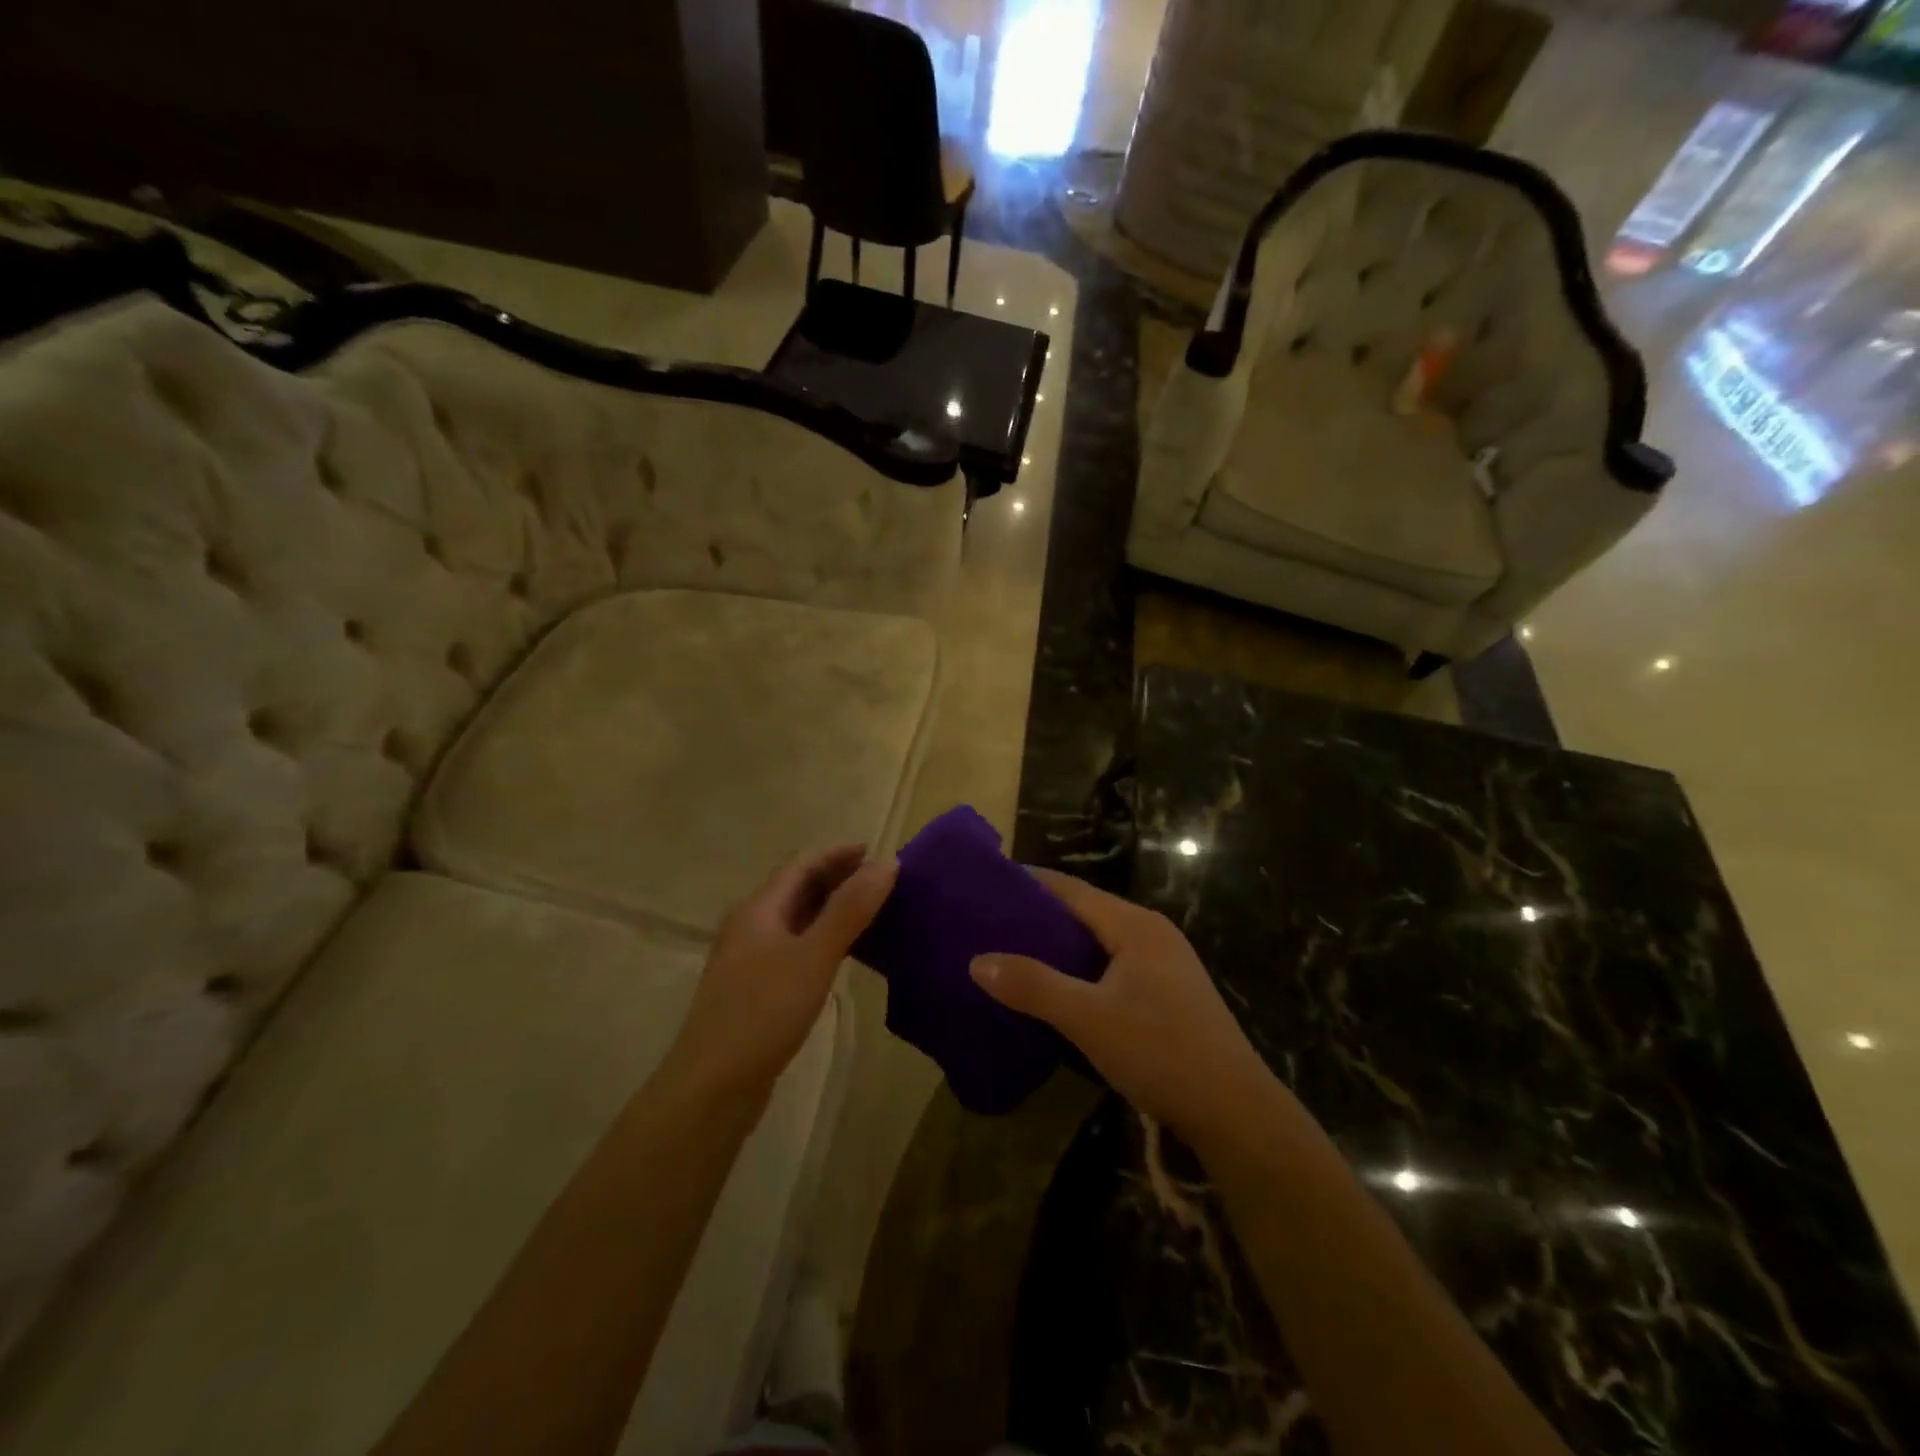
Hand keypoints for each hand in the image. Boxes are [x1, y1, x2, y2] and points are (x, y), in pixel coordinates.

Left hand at [669, 846, 896, 1099]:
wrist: (713, 1086)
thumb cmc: (764, 1012)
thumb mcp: (814, 956)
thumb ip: (850, 909)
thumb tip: (887, 862)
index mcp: (759, 908)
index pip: (802, 864)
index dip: (839, 854)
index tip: (877, 852)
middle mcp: (750, 924)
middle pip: (797, 887)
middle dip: (837, 877)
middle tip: (880, 880)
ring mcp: (749, 957)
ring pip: (796, 918)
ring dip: (831, 907)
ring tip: (870, 910)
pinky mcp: (755, 987)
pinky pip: (794, 945)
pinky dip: (822, 936)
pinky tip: (841, 953)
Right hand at [970, 869, 1270, 1138]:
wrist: (1234, 1111)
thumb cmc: (1160, 1051)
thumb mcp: (1088, 1018)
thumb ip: (1033, 986)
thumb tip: (978, 960)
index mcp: (1134, 925)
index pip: (1072, 889)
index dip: (1031, 883)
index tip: (989, 883)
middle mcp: (1151, 933)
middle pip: (1086, 911)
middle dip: (1041, 914)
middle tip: (992, 921)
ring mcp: (1164, 964)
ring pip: (1100, 941)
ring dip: (1061, 944)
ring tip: (1015, 951)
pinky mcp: (1169, 993)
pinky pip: (1113, 965)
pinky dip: (1082, 968)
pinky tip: (1059, 988)